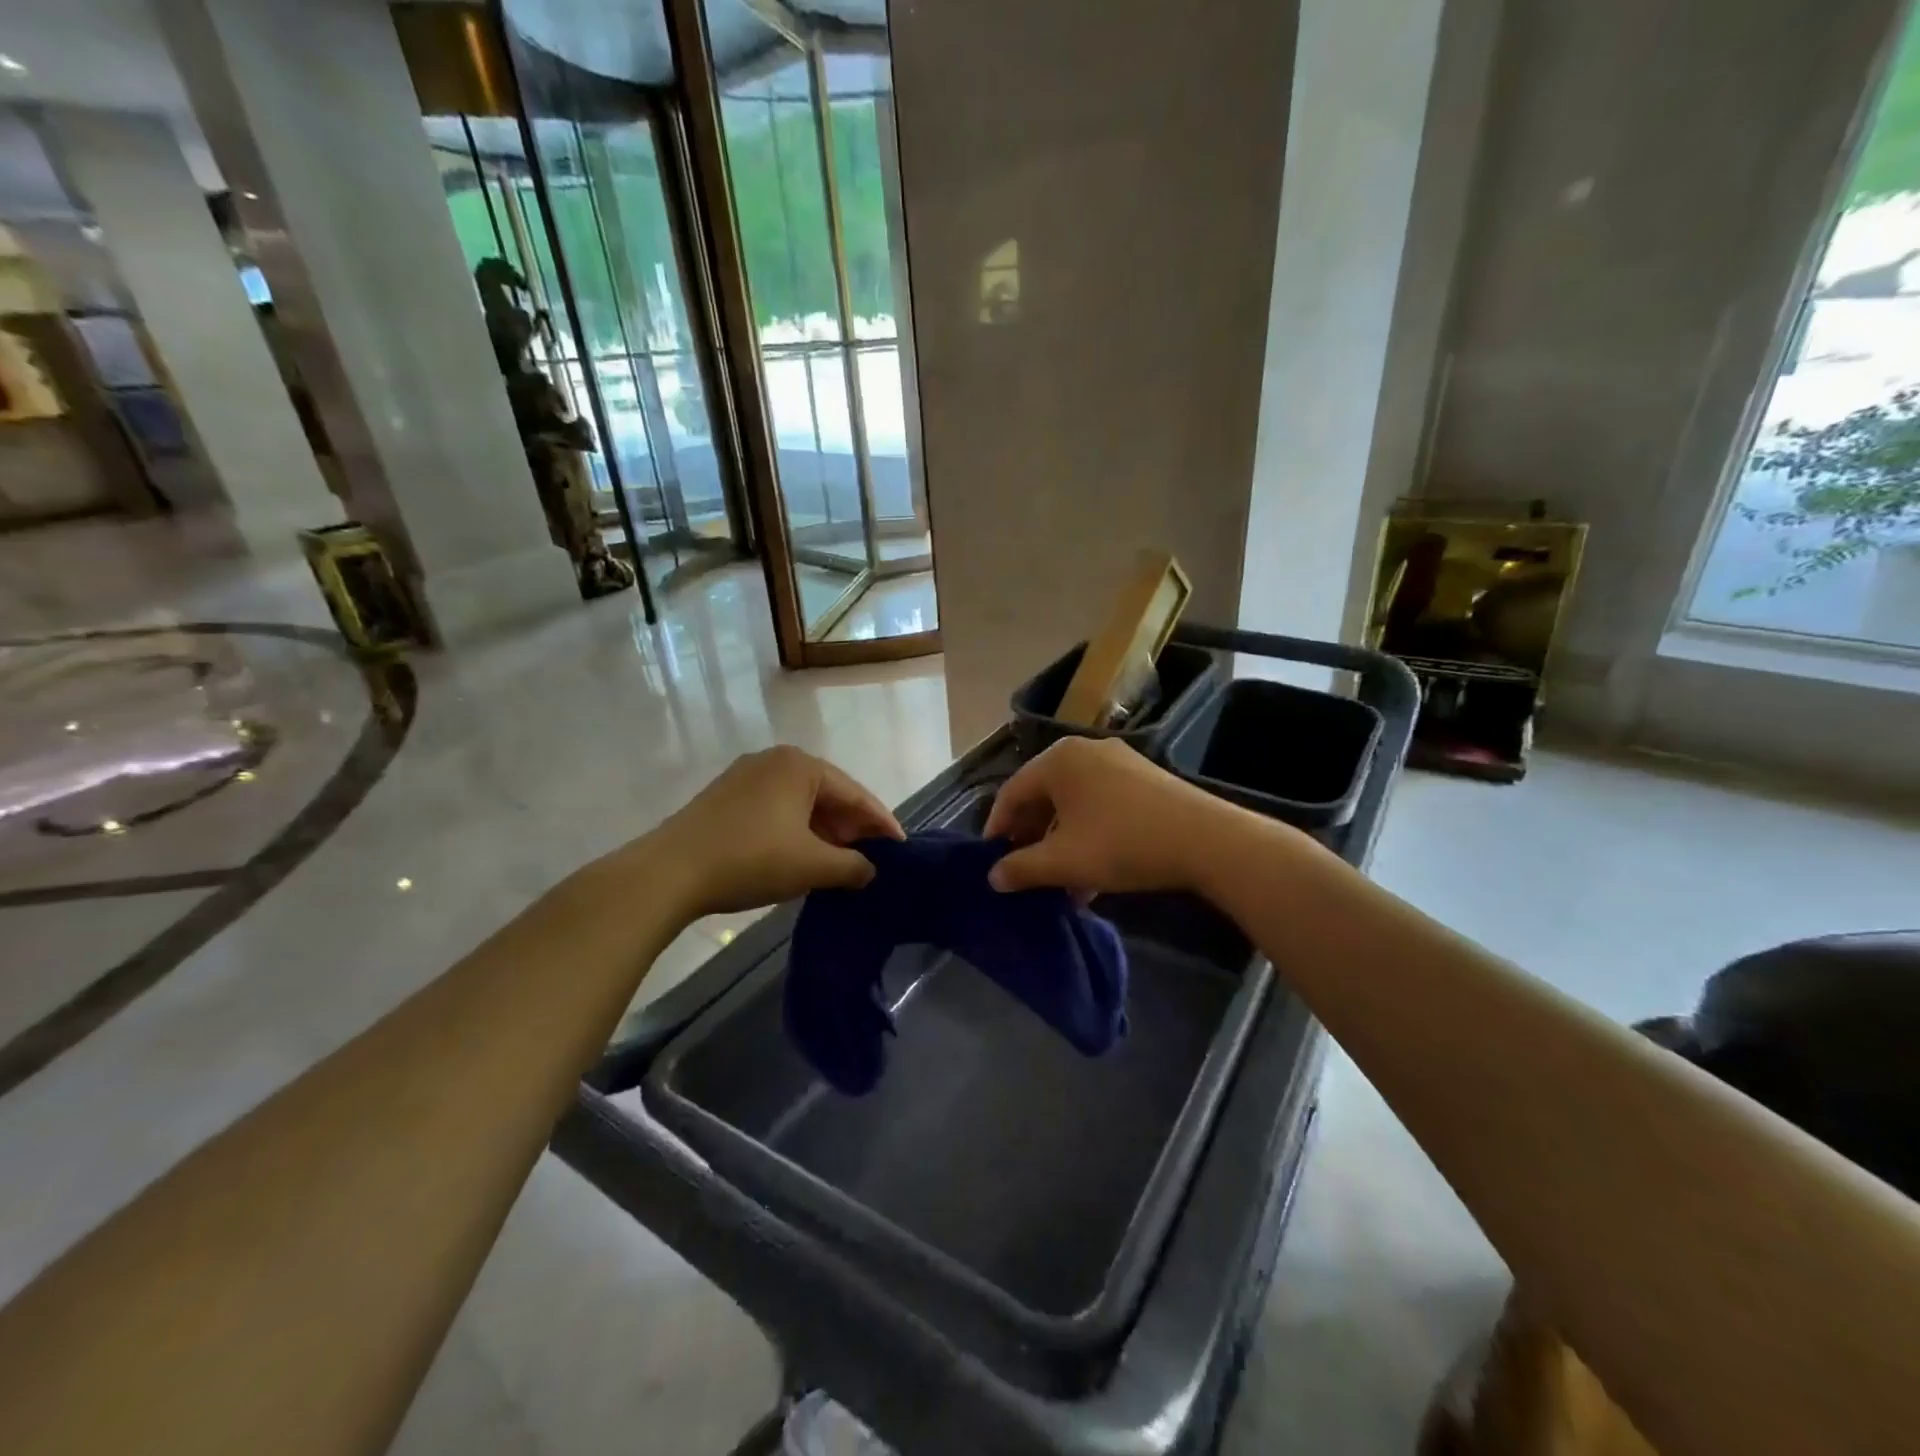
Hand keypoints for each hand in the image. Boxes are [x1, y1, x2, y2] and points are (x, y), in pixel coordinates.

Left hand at [657, 747, 903, 916]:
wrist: (668, 873)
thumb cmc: (751, 859)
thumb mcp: (812, 866)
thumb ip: (852, 866)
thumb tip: (870, 870)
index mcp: (801, 765)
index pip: (855, 793)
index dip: (881, 823)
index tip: (901, 848)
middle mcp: (775, 760)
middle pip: (828, 795)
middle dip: (851, 828)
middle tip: (871, 859)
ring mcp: (745, 776)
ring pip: (800, 803)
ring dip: (823, 832)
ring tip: (839, 862)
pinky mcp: (725, 797)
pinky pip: (776, 810)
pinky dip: (795, 831)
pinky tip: (801, 856)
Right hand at [983, 736, 1239, 895]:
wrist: (1206, 840)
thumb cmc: (1122, 844)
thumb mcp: (1064, 861)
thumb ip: (1022, 868)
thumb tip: (993, 877)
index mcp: (1058, 760)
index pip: (1012, 792)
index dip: (997, 829)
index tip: (991, 860)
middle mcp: (1084, 751)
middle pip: (1043, 796)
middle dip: (1032, 837)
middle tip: (1024, 870)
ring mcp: (1118, 762)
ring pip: (1073, 804)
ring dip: (1061, 842)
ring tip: (1060, 881)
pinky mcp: (1143, 779)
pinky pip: (1100, 804)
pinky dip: (1088, 834)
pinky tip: (1092, 872)